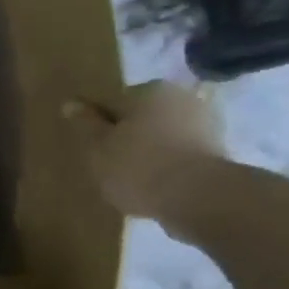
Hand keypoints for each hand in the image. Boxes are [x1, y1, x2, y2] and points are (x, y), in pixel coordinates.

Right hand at [63, 81, 227, 224]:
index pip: (113, 102)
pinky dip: (167, 166)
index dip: (99, 125)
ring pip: (162, 135)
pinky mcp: (218, 152)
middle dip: (127, 136)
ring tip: (133, 181)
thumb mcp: (98, 146)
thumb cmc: (138, 166)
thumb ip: (85, 124)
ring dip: (149, 152)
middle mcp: (180, 98)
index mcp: (148, 90)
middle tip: (111, 166)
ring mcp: (204, 124)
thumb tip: (71, 103)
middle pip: (140, 117)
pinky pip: (180, 154)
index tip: (93, 148)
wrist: (198, 198)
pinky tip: (156, 187)